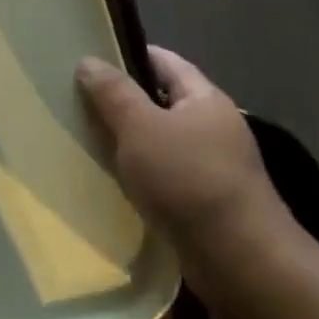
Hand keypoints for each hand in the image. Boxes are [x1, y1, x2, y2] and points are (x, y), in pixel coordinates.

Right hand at [76, 46, 296, 292]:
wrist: (241, 263)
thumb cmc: (189, 180)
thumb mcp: (141, 128)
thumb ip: (113, 92)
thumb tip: (88, 61)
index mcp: (204, 98)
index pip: (163, 61)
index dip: (127, 55)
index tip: (89, 60)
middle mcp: (213, 127)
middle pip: (160, 101)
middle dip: (121, 102)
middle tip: (78, 102)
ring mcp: (212, 167)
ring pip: (159, 142)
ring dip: (128, 143)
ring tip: (86, 141)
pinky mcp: (205, 204)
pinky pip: (164, 177)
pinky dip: (140, 176)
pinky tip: (113, 182)